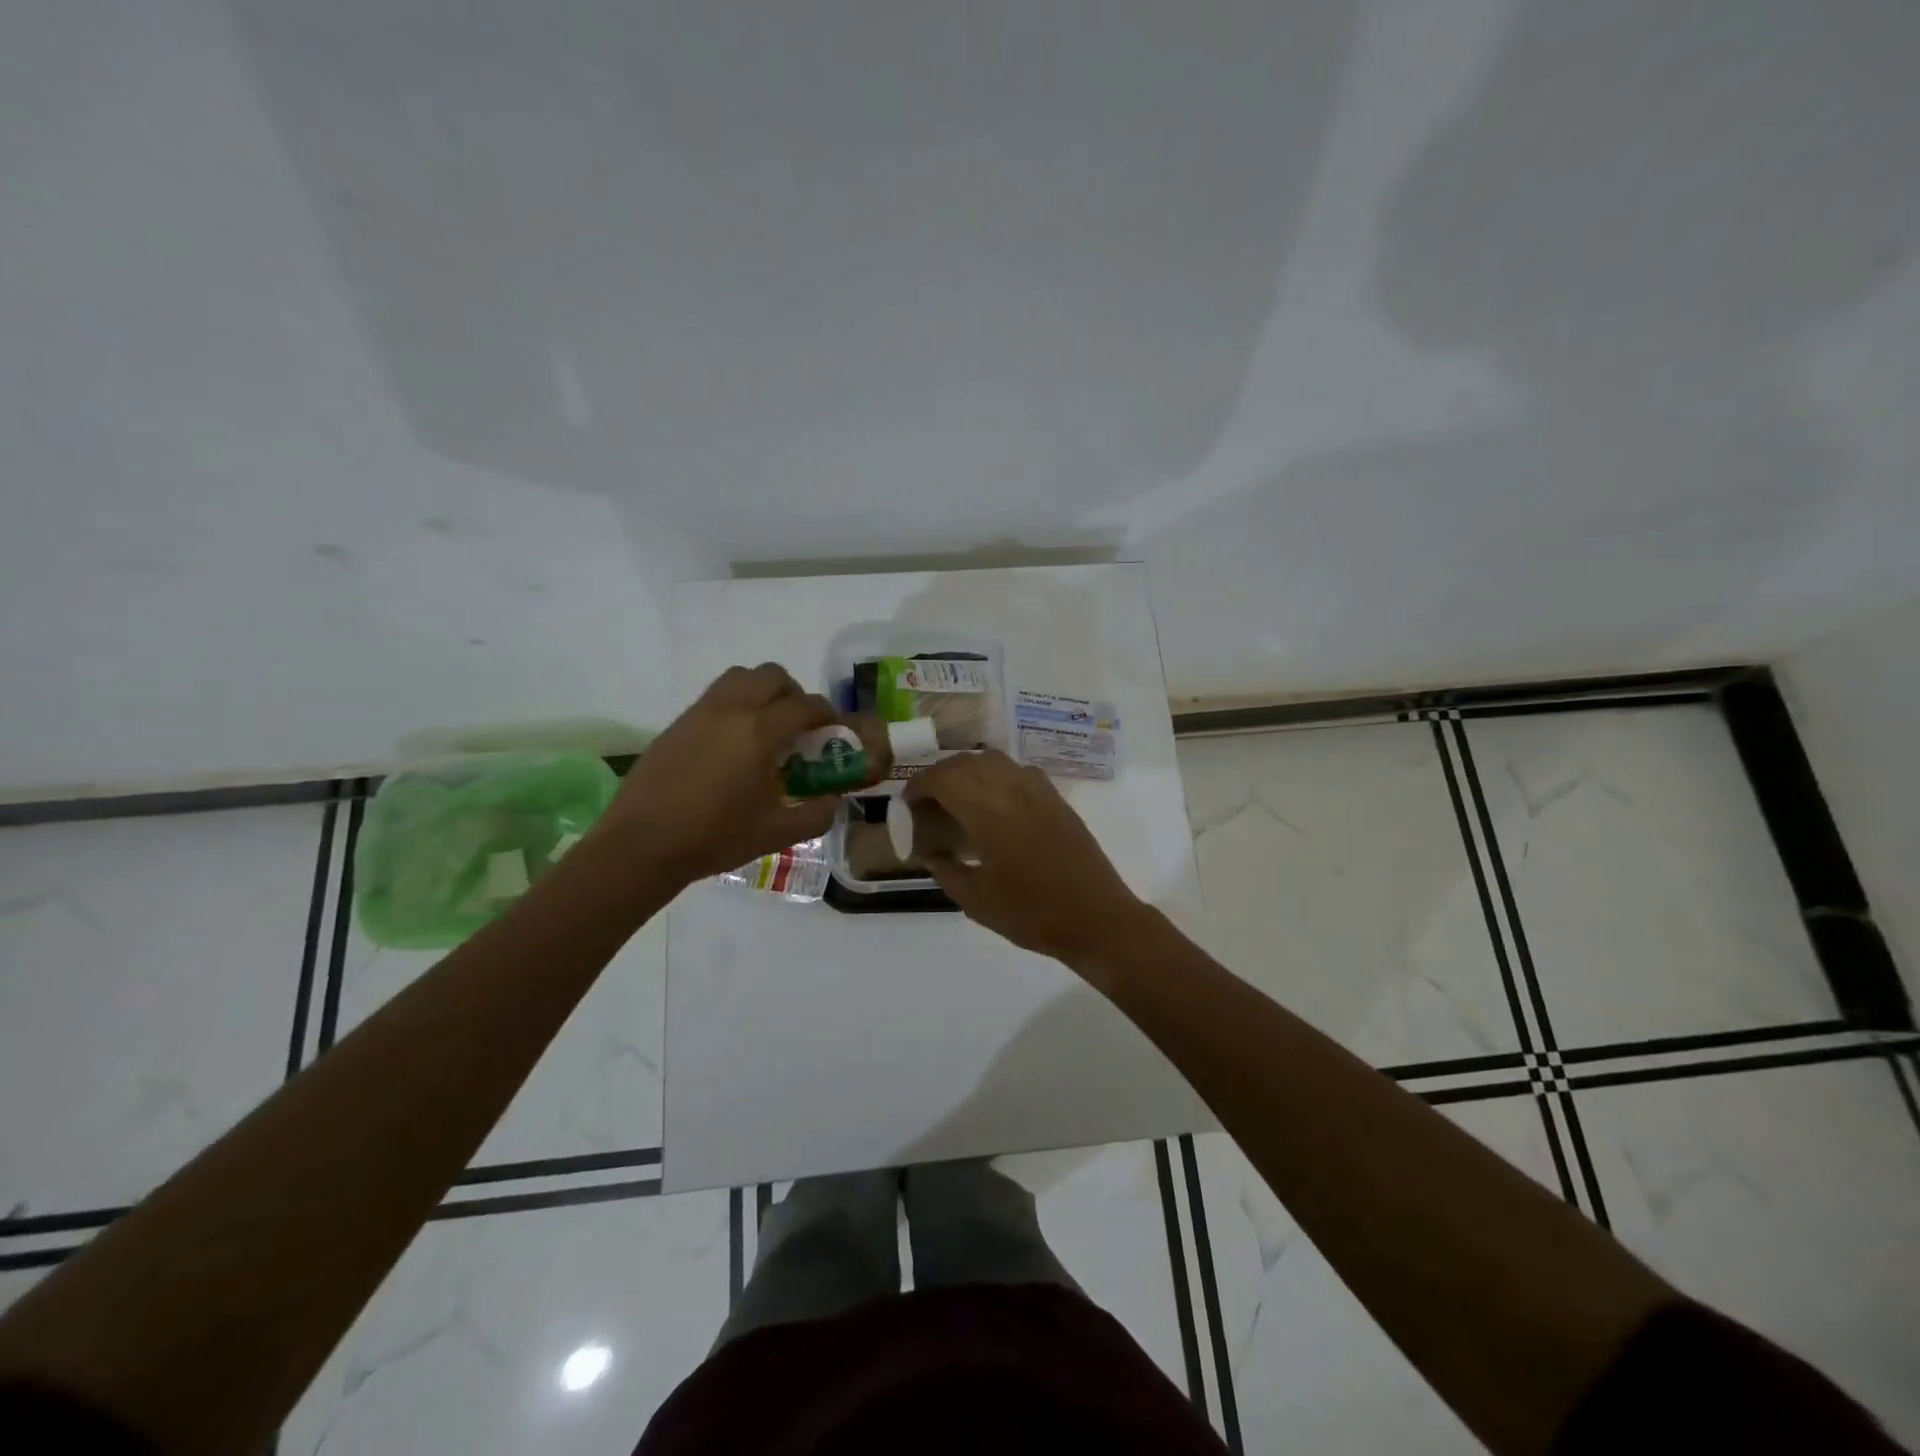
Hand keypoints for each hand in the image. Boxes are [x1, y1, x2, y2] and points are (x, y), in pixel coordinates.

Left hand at [599, 663, 842, 884]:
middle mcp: (730, 710)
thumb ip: (815, 814)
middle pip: (772, 676)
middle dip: (794, 694)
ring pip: (740, 677)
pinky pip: (715, 697)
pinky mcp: (677, 724)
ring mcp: (699, 713)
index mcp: (759, 733)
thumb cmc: (714, 839)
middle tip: (799, 726)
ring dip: (762, 691)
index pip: (805, 705)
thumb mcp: (776, 833)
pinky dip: (735, 705)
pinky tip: (733, 745)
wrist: (641, 846)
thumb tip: (833, 799)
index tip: (834, 731)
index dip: (827, 714)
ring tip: (766, 728)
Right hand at [903, 750, 1148, 964]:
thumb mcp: (976, 900)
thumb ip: (946, 869)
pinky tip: (994, 803)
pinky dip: (996, 775)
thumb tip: (929, 852)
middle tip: (928, 801)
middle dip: (940, 775)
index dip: (919, 785)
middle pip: (966, 762)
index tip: (908, 803)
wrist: (1096, 918)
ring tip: (957, 797)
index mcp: (988, 811)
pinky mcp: (1056, 798)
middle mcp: (1012, 789)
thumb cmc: (1031, 913)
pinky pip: (1017, 771)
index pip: (943, 778)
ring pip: (994, 760)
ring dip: (968, 770)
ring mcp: (1039, 790)